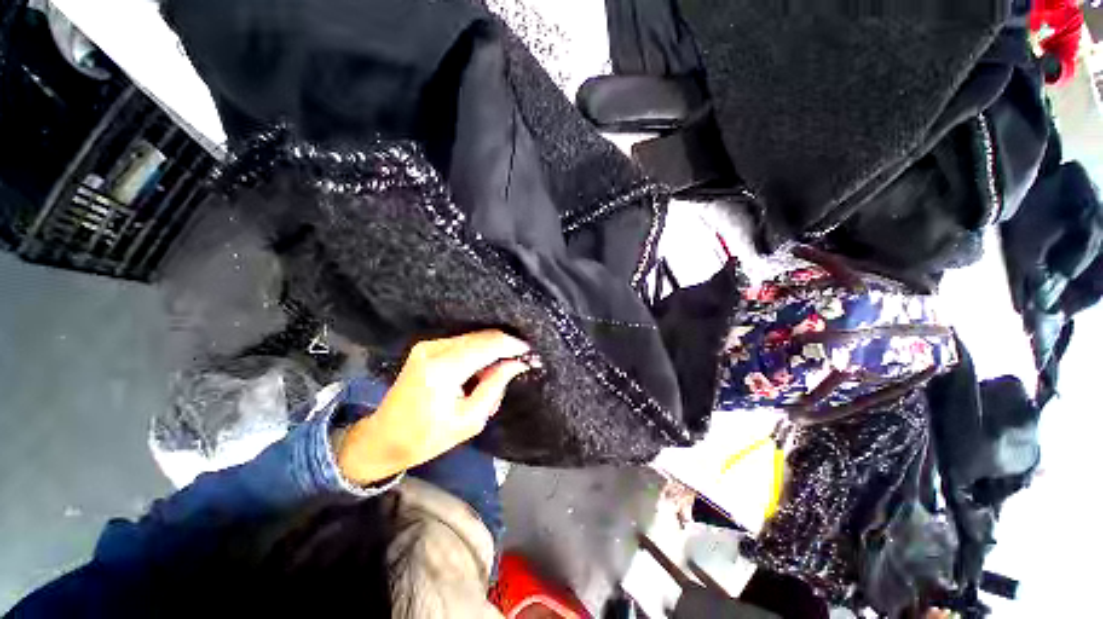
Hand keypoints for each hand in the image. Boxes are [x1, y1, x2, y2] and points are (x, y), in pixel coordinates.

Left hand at [337, 330, 532, 484]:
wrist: (384, 438)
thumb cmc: (427, 437)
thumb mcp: (469, 419)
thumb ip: (495, 386)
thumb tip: (516, 363)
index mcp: (444, 369)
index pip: (488, 345)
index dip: (513, 346)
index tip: (530, 352)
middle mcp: (434, 349)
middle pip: (482, 337)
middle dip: (504, 347)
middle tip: (518, 364)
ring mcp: (428, 345)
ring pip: (474, 337)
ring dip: (491, 351)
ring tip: (498, 373)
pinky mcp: (426, 347)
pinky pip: (462, 342)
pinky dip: (477, 352)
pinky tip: (480, 370)